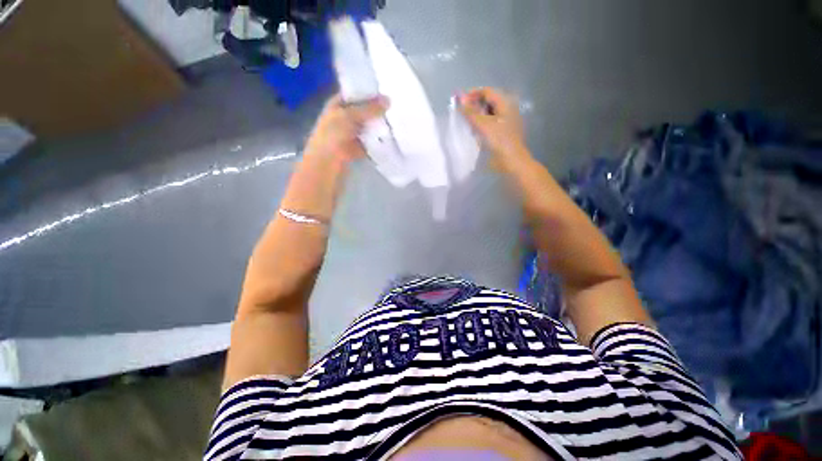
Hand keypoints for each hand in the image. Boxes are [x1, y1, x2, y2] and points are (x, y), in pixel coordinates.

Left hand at [304, 94, 389, 163]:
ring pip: (368, 127)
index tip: (387, 91)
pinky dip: (378, 141)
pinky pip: (370, 142)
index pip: (355, 94)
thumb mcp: (350, 116)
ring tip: (395, 122)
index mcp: (338, 105)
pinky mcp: (358, 148)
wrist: (326, 162)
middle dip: (377, 111)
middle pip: (364, 112)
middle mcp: (344, 118)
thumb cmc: (333, 135)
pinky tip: (390, 138)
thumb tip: (389, 100)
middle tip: (394, 108)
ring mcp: (351, 134)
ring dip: (378, 126)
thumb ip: (369, 109)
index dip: (369, 93)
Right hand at [459, 87, 531, 168]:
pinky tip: (473, 132)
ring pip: (487, 113)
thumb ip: (470, 112)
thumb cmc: (499, 141)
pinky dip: (480, 125)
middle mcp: (506, 110)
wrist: (510, 161)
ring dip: (476, 116)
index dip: (472, 94)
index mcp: (505, 103)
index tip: (459, 102)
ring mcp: (504, 122)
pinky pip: (488, 124)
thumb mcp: (483, 125)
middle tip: (461, 113)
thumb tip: (460, 98)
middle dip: (473, 105)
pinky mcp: (501, 133)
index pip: (486, 92)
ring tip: (466, 123)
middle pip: (487, 102)